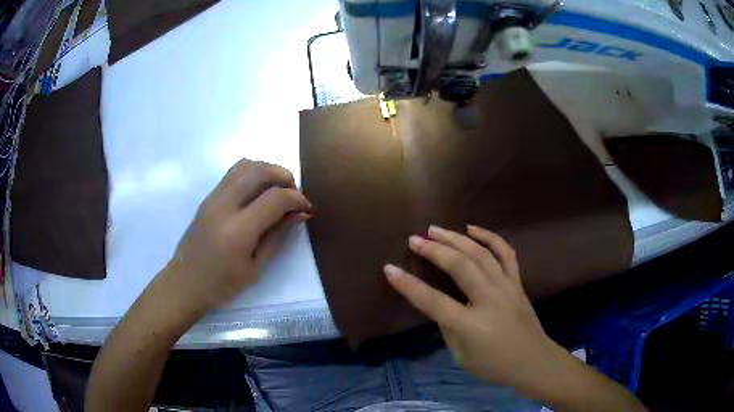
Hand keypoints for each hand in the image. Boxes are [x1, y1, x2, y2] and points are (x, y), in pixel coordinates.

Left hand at [163, 159, 311, 318]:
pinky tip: (258, 193)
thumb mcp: (256, 267)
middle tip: (294, 193)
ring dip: (267, 170)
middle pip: (259, 170)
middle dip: (284, 176)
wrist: (185, 282)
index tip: (306, 208)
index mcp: (238, 230)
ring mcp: (213, 198)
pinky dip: (252, 173)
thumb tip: (301, 213)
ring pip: (245, 165)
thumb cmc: (222, 284)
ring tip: (277, 189)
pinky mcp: (208, 197)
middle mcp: (224, 206)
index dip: (297, 198)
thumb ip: (278, 236)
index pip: (275, 198)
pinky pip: (233, 173)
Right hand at [384, 225, 555, 391]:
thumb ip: (448, 327)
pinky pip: (505, 253)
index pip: (433, 301)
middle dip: (433, 250)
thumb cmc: (494, 365)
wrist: (533, 361)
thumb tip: (441, 304)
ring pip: (480, 254)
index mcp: (471, 325)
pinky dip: (490, 237)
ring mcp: (506, 287)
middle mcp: (489, 300)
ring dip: (456, 238)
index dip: (408, 286)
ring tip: (436, 229)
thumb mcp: (461, 355)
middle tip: (414, 239)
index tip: (390, 269)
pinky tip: (473, 229)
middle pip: (459, 267)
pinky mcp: (517, 282)